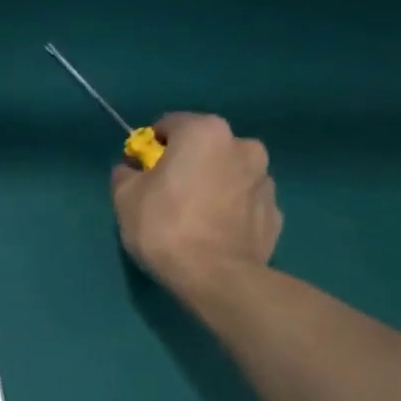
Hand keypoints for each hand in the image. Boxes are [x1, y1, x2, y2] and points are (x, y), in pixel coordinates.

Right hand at [111, 113, 281, 291]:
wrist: (215, 275)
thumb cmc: (164, 227)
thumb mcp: (125, 198)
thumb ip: (125, 175)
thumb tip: (131, 170)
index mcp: (205, 132)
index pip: (170, 125)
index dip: (150, 147)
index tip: (140, 172)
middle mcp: (243, 145)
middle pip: (204, 148)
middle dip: (186, 165)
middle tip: (166, 196)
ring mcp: (265, 178)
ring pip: (229, 174)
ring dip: (212, 185)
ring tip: (193, 219)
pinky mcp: (275, 211)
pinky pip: (243, 203)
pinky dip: (229, 210)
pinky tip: (213, 234)